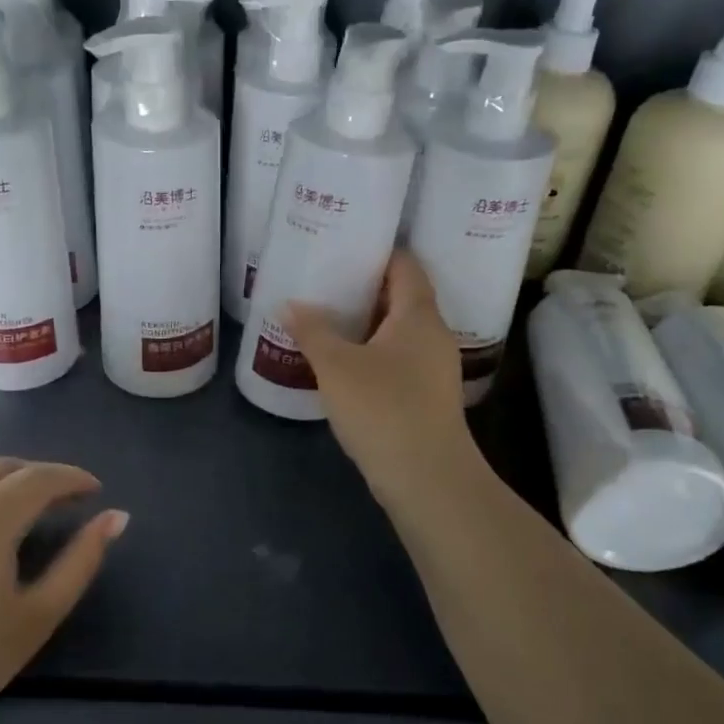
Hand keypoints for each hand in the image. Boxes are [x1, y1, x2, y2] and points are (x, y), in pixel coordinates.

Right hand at [285, 251, 479, 506]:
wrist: (426, 477)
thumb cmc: (383, 408)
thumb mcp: (337, 366)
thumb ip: (312, 330)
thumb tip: (290, 303)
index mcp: (419, 314)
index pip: (404, 264)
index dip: (376, 251)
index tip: (342, 246)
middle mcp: (433, 334)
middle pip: (400, 296)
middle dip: (363, 288)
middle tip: (323, 281)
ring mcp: (432, 368)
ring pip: (397, 331)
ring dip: (364, 324)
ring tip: (325, 318)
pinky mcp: (424, 396)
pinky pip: (396, 359)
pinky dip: (370, 352)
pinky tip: (341, 362)